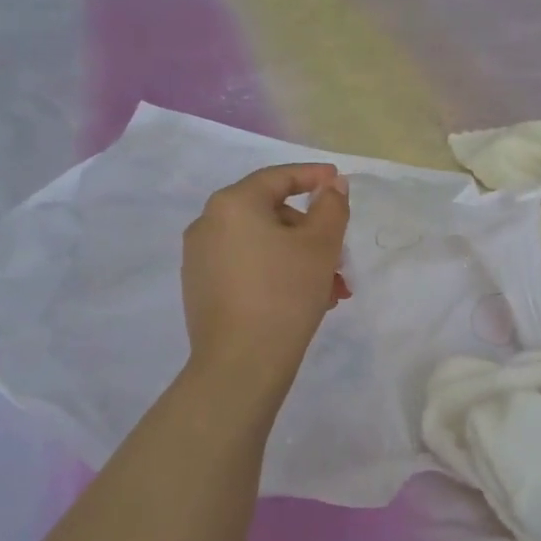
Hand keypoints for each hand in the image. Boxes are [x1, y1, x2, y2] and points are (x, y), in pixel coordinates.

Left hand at [182, 164, 349, 400]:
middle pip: (270, 214)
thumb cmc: (285, 293)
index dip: (313, 177)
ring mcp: (200, 259)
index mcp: (233, 204)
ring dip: (300, 260)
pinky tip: (302, 301)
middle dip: (311, 233)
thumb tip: (332, 184)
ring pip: (262, 245)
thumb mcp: (321, 246)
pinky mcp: (201, 289)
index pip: (278, 178)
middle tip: (341, 259)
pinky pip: (247, 268)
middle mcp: (208, 224)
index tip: (338, 181)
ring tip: (330, 291)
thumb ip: (331, 207)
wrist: (241, 363)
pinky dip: (276, 274)